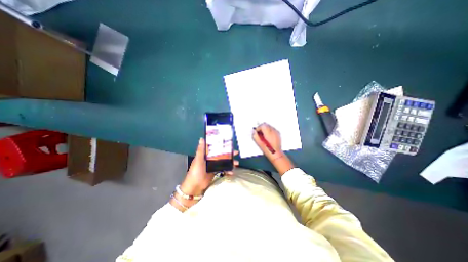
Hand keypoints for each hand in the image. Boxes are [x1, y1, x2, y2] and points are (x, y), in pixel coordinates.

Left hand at [179, 139, 237, 196]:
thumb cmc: (196, 171)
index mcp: (206, 154)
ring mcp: (214, 166)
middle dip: (229, 154)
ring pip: (224, 162)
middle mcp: (210, 159)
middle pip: (221, 154)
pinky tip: (232, 173)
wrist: (195, 186)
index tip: (229, 143)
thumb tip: (202, 138)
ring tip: (236, 163)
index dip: (222, 145)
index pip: (215, 148)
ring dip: (230, 162)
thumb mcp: (198, 159)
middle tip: (236, 153)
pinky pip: (223, 170)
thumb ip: (201, 150)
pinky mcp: (216, 172)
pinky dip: (228, 171)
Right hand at [250, 122, 292, 175]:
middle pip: (266, 125)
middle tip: (259, 134)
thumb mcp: (259, 143)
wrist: (276, 153)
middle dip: (261, 128)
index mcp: (268, 132)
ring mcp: (276, 132)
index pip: (262, 125)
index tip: (256, 132)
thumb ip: (255, 136)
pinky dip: (269, 131)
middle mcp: (273, 130)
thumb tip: (253, 131)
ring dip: (265, 129)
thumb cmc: (267, 149)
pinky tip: (268, 137)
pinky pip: (272, 129)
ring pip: (269, 126)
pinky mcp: (278, 134)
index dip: (258, 128)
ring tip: (263, 136)